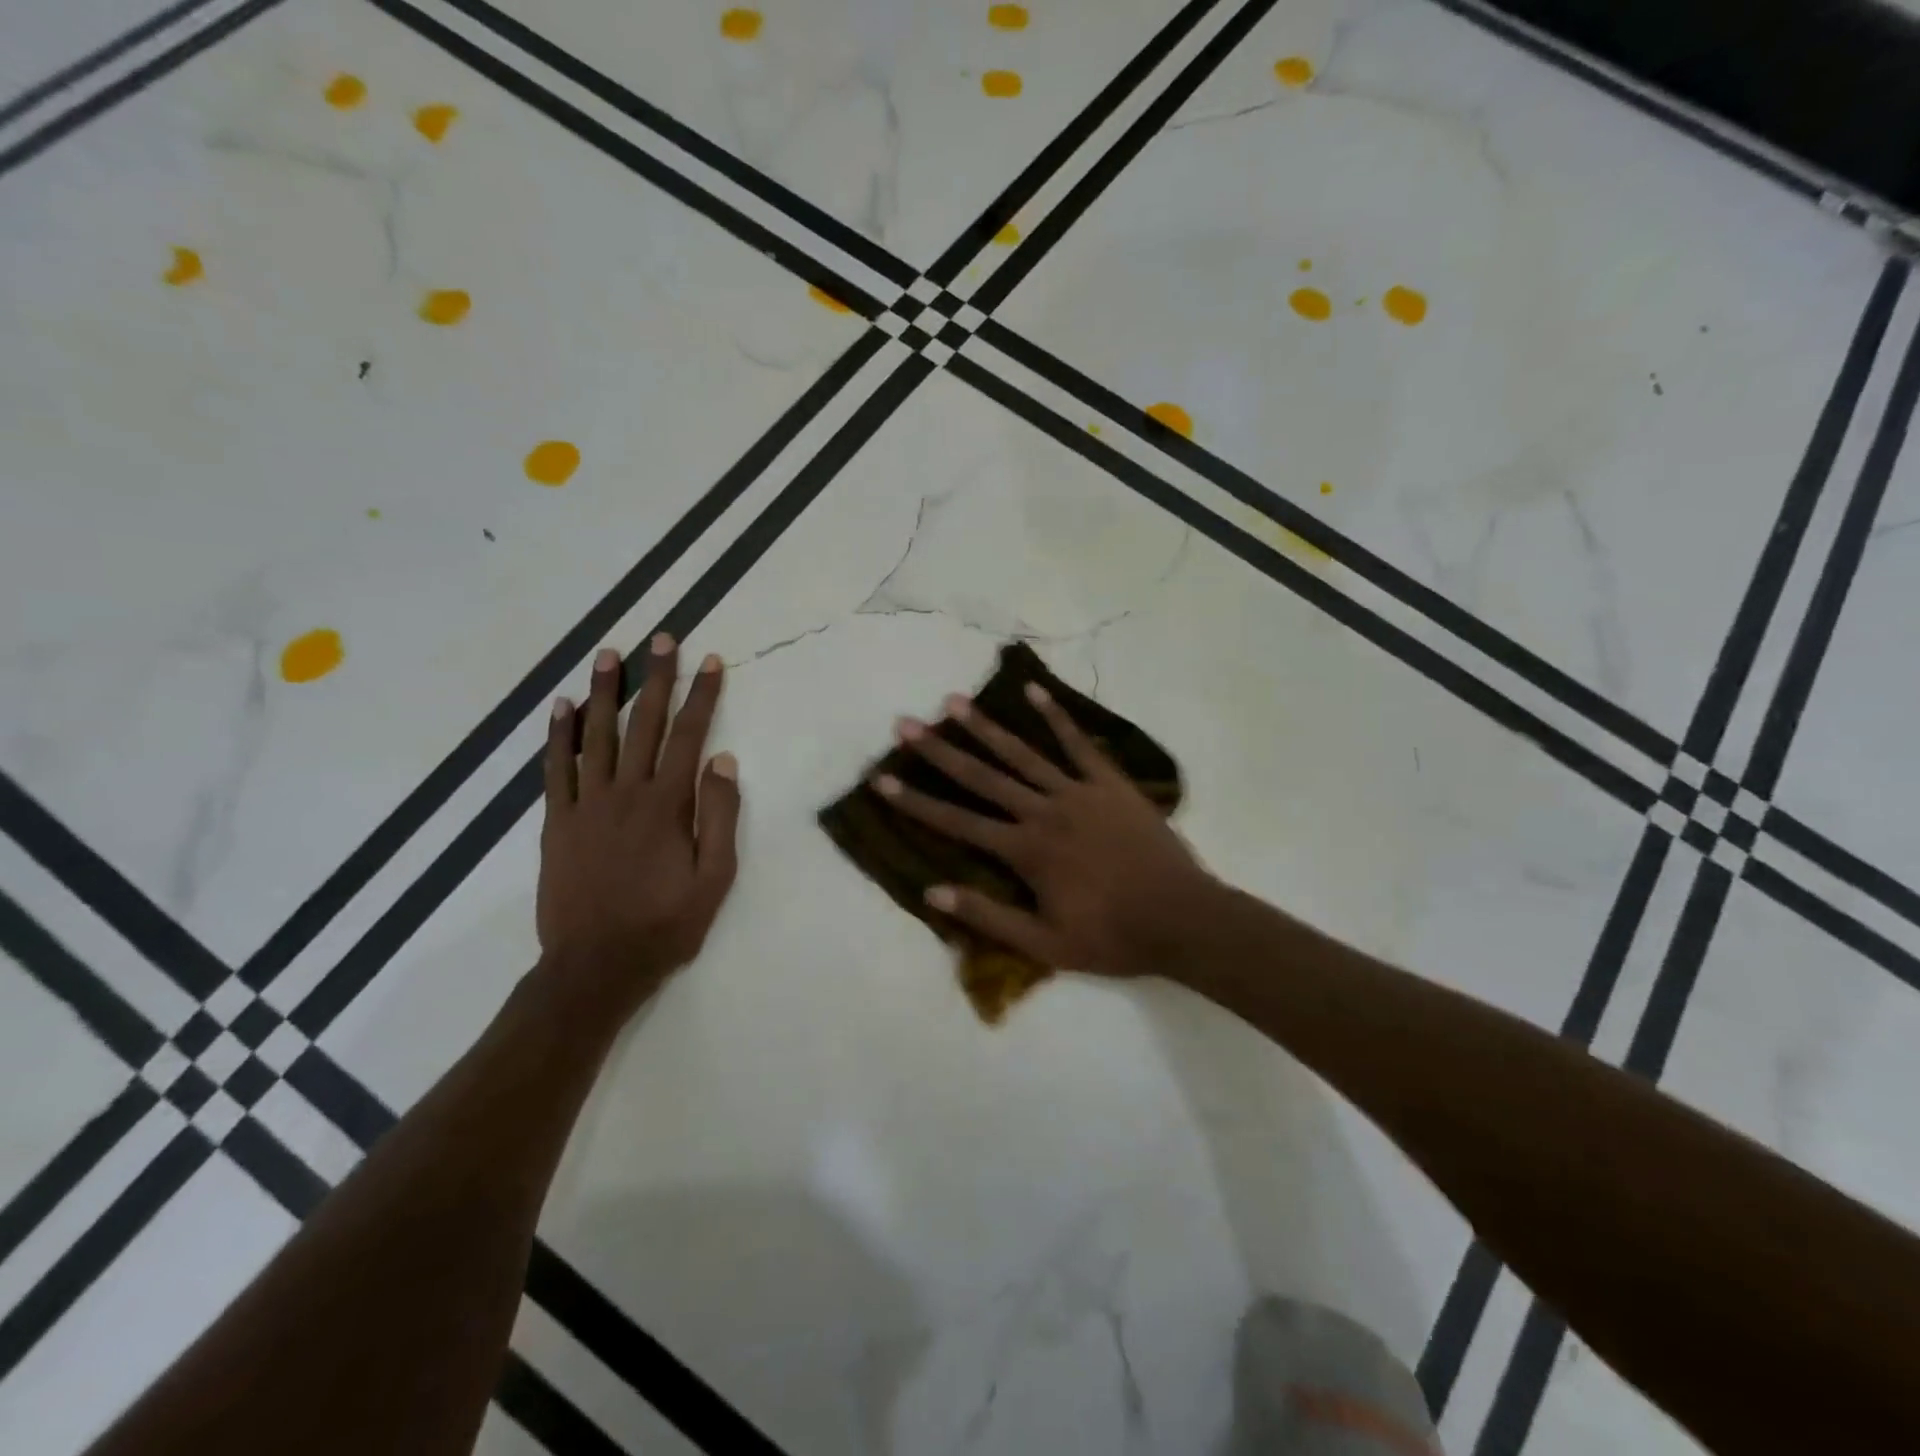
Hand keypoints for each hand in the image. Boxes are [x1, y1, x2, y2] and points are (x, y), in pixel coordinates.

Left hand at [536, 635, 740, 1020]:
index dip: (702, 696)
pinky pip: (555, 768)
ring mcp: (586, 804)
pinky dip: (557, 735)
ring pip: (596, 735)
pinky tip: (560, 707)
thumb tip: (722, 761)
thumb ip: (719, 816)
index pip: (690, 736)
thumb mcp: (715, 878)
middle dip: (656, 678)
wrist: (596, 966)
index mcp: (668, 805)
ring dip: (604, 692)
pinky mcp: (558, 822)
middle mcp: (626, 793)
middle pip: (644, 724)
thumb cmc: (666, 924)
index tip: (710, 661)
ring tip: (609, 654)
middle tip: (661, 639)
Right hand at [876, 682, 1216, 979]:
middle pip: (982, 776)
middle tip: (906, 723)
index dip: (917, 801)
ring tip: (955, 701)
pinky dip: (1056, 716)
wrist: (1182, 918)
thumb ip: (989, 915)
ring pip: (1023, 753)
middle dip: (940, 750)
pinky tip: (1035, 690)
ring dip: (986, 727)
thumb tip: (933, 892)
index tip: (883, 778)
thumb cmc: (1112, 936)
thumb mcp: (1045, 944)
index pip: (959, 823)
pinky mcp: (1110, 783)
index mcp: (1026, 850)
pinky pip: (1078, 744)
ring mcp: (1079, 791)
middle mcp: (1044, 811)